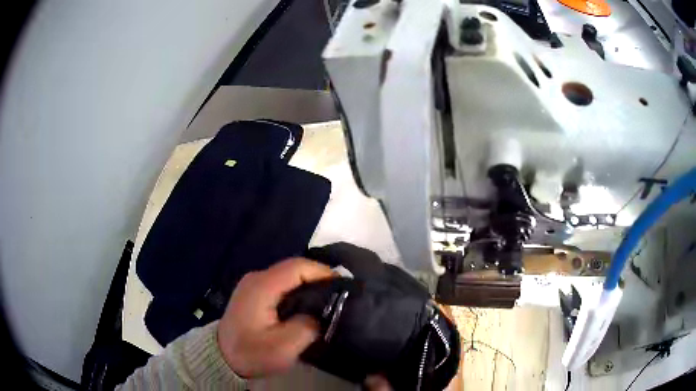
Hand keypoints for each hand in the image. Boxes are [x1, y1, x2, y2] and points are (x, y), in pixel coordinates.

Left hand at [217, 258, 334, 377]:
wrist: (221, 357)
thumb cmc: (251, 353)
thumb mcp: (283, 347)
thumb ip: (307, 327)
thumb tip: (320, 314)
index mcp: (262, 286)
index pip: (297, 267)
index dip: (322, 272)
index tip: (343, 285)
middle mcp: (256, 278)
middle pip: (293, 268)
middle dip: (319, 278)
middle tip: (340, 294)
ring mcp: (253, 284)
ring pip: (288, 276)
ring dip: (309, 284)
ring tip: (329, 299)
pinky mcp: (254, 293)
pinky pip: (281, 284)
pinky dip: (298, 290)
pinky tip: (308, 304)